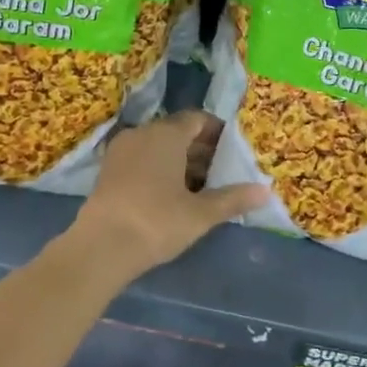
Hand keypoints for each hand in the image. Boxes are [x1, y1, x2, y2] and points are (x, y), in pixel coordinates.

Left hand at [70, 111, 267, 282]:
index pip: (197, 119)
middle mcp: (142, 133)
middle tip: (222, 171)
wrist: (100, 247)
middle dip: (200, 148)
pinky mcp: (108, 170)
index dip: (217, 131)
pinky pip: (141, 158)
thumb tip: (266, 191)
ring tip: (201, 187)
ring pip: (158, 146)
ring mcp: (121, 150)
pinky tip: (171, 195)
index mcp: (166, 134)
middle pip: (177, 132)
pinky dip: (159, 168)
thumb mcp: (200, 214)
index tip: (233, 149)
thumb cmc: (156, 222)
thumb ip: (233, 199)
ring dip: (180, 160)